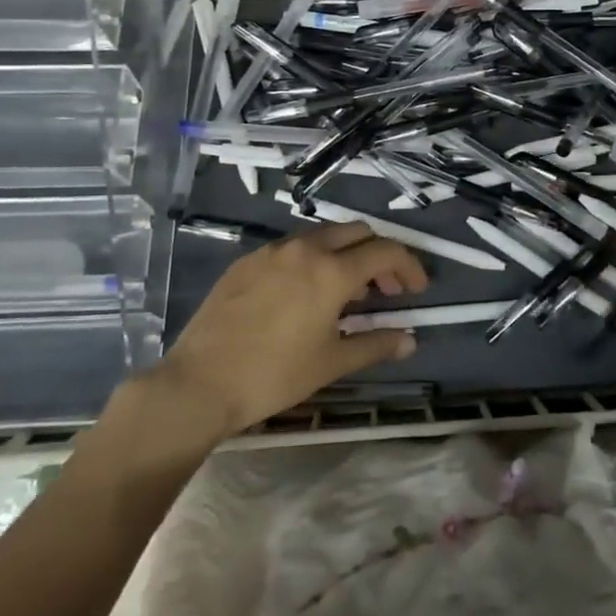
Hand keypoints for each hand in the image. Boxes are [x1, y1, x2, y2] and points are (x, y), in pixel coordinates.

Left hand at [153, 223, 427, 438]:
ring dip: (345, 255)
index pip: (385, 252)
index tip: (416, 290)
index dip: (409, 267)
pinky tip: (303, 294)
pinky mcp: (246, 261)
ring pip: (322, 236)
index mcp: (331, 271)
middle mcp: (305, 249)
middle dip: (378, 255)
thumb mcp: (331, 363)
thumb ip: (375, 345)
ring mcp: (271, 251)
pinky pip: (291, 248)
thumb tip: (409, 340)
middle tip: (384, 290)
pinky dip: (312, 260)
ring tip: (345, 294)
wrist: (199, 383)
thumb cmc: (274, 375)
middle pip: (356, 232)